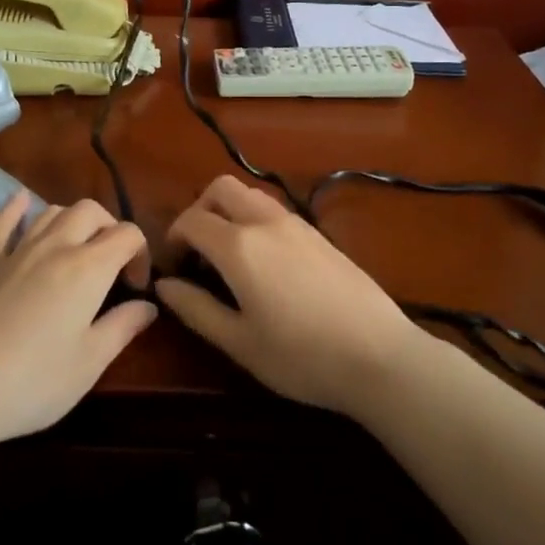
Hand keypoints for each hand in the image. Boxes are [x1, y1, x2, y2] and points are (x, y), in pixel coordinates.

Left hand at [0, 192, 155, 450]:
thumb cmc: (34, 381)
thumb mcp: (91, 362)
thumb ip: (124, 326)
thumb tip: (148, 305)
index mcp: (88, 267)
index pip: (127, 234)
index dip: (141, 254)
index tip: (135, 288)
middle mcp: (55, 246)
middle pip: (90, 211)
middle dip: (110, 228)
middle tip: (112, 265)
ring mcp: (16, 251)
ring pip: (51, 211)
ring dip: (72, 220)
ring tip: (78, 249)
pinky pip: (2, 224)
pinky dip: (15, 208)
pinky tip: (21, 201)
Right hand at [156, 175, 420, 415]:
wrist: (380, 355)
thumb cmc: (301, 356)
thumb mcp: (239, 341)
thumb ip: (196, 308)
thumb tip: (164, 285)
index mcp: (239, 245)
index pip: (191, 220)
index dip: (173, 238)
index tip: (173, 266)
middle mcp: (266, 222)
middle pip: (220, 188)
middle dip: (199, 210)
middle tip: (197, 251)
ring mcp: (297, 224)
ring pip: (251, 195)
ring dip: (229, 212)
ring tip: (229, 256)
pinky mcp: (320, 234)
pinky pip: (275, 211)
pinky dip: (255, 221)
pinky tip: (265, 263)